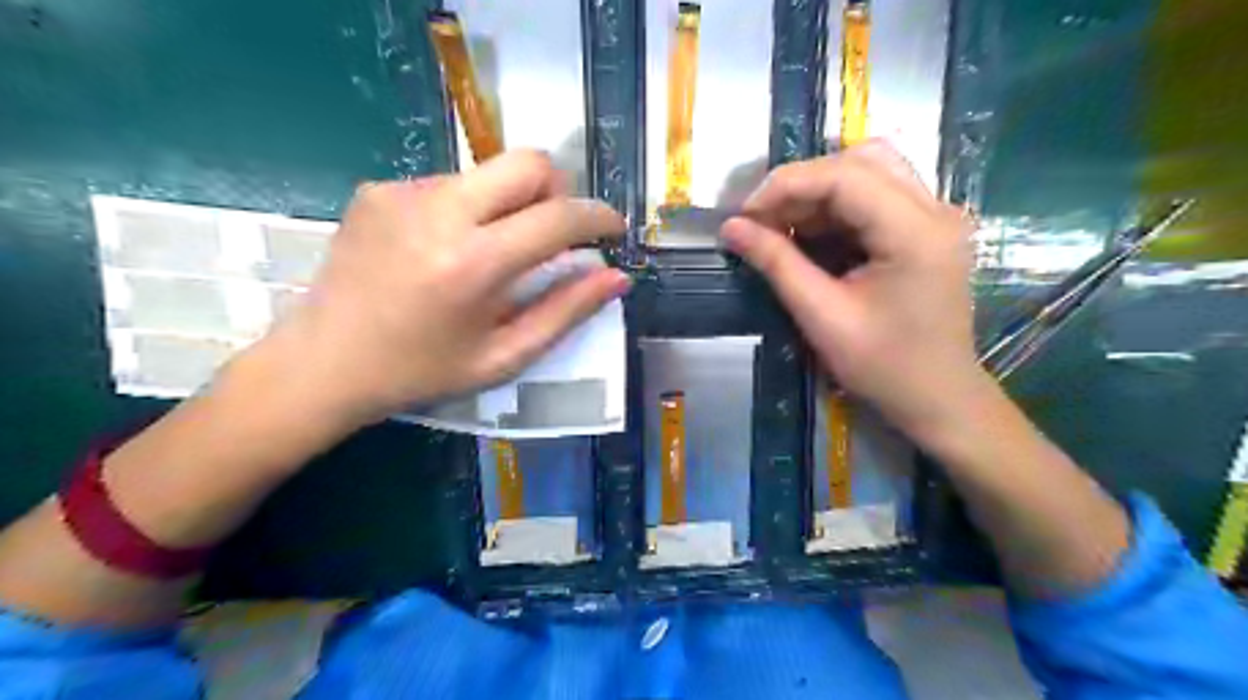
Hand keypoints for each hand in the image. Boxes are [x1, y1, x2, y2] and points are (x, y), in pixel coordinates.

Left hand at [264, 150, 634, 429]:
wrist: (323, 362)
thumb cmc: (421, 371)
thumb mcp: (504, 356)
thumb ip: (565, 312)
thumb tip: (616, 277)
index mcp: (474, 264)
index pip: (558, 217)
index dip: (598, 218)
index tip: (613, 229)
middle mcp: (439, 211)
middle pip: (529, 163)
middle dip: (558, 192)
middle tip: (555, 233)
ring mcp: (404, 192)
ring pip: (490, 172)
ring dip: (511, 204)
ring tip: (493, 251)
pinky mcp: (379, 188)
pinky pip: (451, 182)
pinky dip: (470, 208)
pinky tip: (447, 249)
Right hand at [722, 142, 985, 442]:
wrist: (938, 398)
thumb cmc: (883, 367)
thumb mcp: (822, 317)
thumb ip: (777, 264)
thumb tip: (730, 228)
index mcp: (915, 232)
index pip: (844, 175)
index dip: (786, 185)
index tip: (745, 215)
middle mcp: (935, 210)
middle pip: (860, 161)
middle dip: (802, 185)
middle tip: (763, 220)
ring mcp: (935, 217)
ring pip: (869, 171)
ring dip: (818, 193)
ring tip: (781, 227)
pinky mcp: (926, 229)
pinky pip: (876, 196)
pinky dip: (836, 208)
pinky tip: (810, 236)